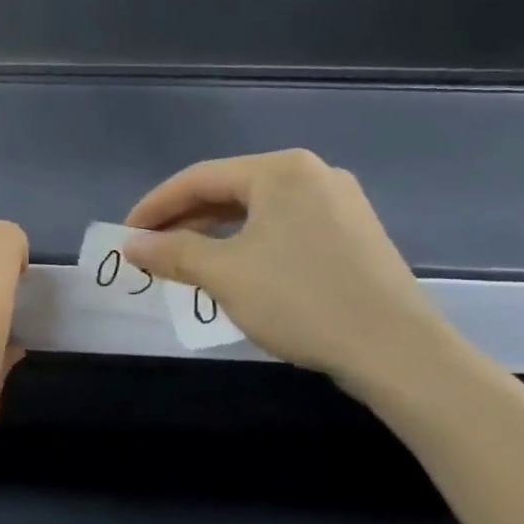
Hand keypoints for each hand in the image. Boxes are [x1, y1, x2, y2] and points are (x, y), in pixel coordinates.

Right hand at [121, 150, 442, 385]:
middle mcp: (312, 174)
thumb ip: (170, 252)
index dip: (154, 206)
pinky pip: (283, 227)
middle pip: (228, 190)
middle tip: (150, 251)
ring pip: (255, 211)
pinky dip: (247, 244)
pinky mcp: (353, 233)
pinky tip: (232, 270)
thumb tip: (130, 245)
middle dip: (183, 221)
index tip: (125, 235)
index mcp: (280, 170)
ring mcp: (339, 203)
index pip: (198, 179)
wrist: (398, 352)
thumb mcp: (222, 274)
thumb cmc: (300, 300)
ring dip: (213, 234)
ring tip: (183, 263)